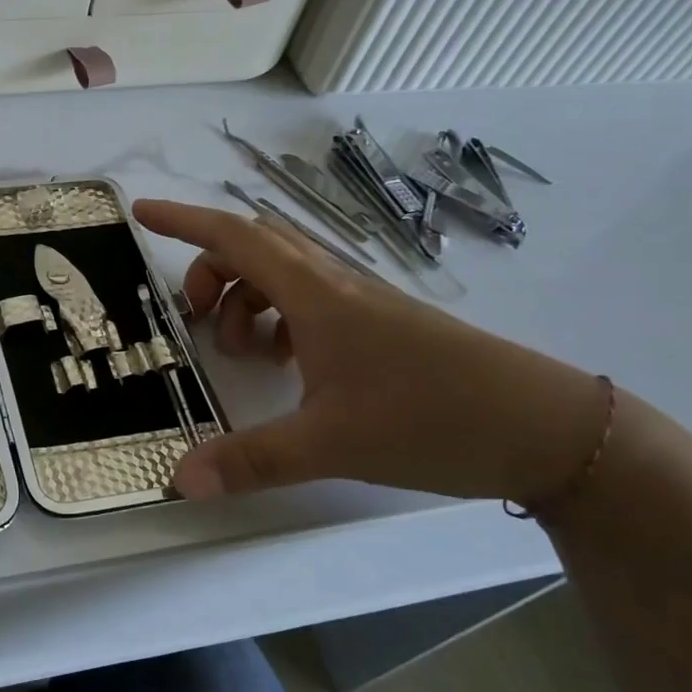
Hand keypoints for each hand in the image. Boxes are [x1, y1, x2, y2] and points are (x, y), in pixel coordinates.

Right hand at [133, 199, 609, 503]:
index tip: (141, 211)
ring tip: (240, 350)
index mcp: (316, 295)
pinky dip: (279, 317)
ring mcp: (362, 304)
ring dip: (245, 298)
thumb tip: (178, 480)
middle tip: (191, 315)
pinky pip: (310, 300)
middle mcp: (336, 286)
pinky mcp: (381, 326)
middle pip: (255, 249)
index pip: (235, 238)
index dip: (183, 220)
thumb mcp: (330, 445)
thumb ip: (249, 460)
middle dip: (210, 271)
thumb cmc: (433, 420)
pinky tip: (285, 361)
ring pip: (283, 275)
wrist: (550, 429)